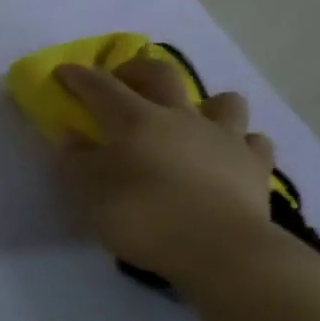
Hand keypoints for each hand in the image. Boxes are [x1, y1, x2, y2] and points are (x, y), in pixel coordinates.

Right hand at [54, 53, 276, 286]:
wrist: (220, 249)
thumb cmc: (147, 220)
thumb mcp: (93, 196)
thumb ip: (78, 163)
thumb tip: (71, 135)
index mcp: (136, 121)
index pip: (101, 87)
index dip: (80, 77)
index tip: (64, 71)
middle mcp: (180, 117)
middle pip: (160, 74)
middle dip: (137, 71)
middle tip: (123, 82)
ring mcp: (224, 137)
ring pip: (222, 101)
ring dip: (206, 104)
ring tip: (193, 121)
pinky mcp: (255, 164)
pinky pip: (253, 142)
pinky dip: (241, 144)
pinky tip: (231, 157)